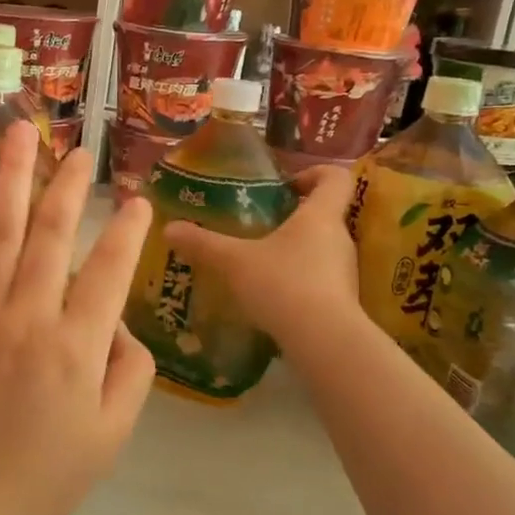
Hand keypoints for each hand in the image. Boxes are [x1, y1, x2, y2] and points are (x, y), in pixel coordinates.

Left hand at [0, 122, 156, 514]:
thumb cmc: (45, 473)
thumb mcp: (112, 433)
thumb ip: (130, 370)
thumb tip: (117, 321)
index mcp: (76, 347)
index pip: (109, 271)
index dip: (127, 231)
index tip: (138, 200)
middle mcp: (28, 317)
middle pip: (52, 234)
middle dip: (70, 185)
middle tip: (82, 150)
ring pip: (1, 230)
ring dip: (13, 177)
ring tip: (21, 132)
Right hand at [165, 165, 361, 344]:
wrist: (323, 342)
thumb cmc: (282, 284)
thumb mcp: (232, 261)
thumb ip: (202, 243)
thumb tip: (169, 228)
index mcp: (320, 216)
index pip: (335, 178)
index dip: (314, 173)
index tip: (287, 185)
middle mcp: (339, 239)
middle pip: (325, 215)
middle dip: (294, 218)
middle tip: (260, 226)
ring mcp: (345, 272)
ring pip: (321, 250)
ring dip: (294, 252)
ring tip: (259, 264)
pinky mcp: (342, 302)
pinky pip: (320, 280)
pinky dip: (298, 282)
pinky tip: (270, 297)